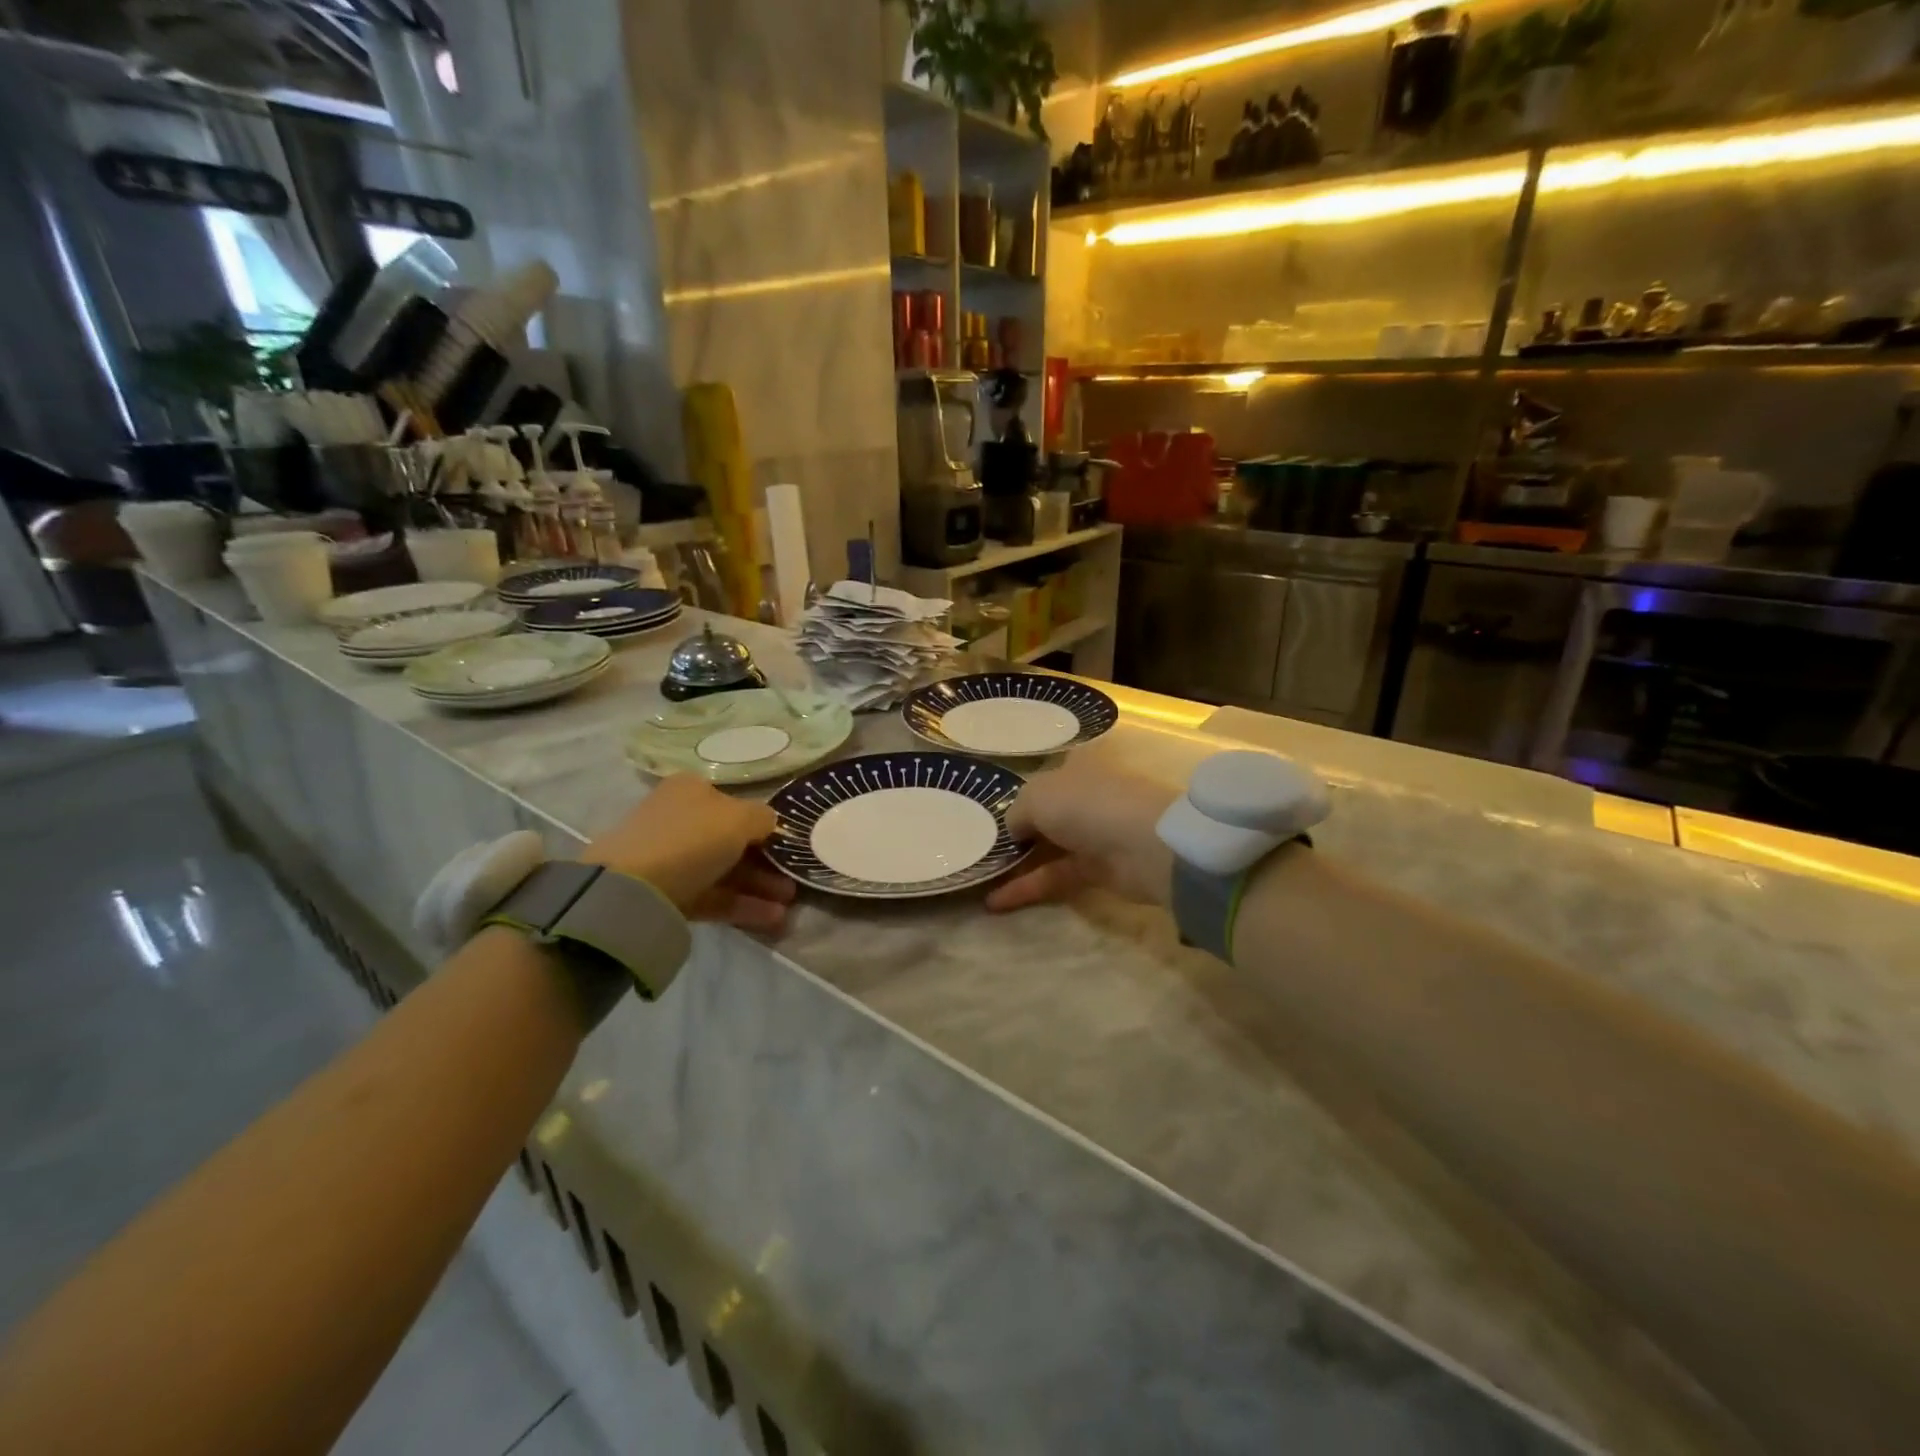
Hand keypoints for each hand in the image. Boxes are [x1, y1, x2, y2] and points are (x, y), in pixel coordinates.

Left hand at [581, 774, 795, 933]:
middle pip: (731, 840)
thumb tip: (769, 823)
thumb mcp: (740, 818)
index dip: (764, 825)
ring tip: (789, 904)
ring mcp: (670, 857)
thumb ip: (764, 817)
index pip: (735, 804)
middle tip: (794, 878)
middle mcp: (679, 818)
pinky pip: (711, 895)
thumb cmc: (692, 839)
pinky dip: (741, 905)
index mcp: (692, 790)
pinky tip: (772, 918)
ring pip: (723, 870)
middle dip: (766, 861)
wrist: (632, 889)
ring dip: (759, 886)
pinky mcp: (667, 893)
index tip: (788, 845)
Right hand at [985, 750, 1179, 912]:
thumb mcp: (1035, 797)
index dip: (1016, 796)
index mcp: (1073, 768)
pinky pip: (1053, 877)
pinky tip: (994, 902)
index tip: (985, 817)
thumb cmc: (1087, 804)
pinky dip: (1026, 889)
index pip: (1042, 779)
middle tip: (977, 850)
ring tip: (979, 878)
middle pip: (1042, 817)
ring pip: (1046, 849)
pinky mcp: (1096, 871)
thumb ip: (1015, 814)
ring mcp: (1091, 835)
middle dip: (1012, 833)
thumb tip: (1013, 832)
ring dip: (1015, 865)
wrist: (1144, 845)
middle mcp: (1082, 798)